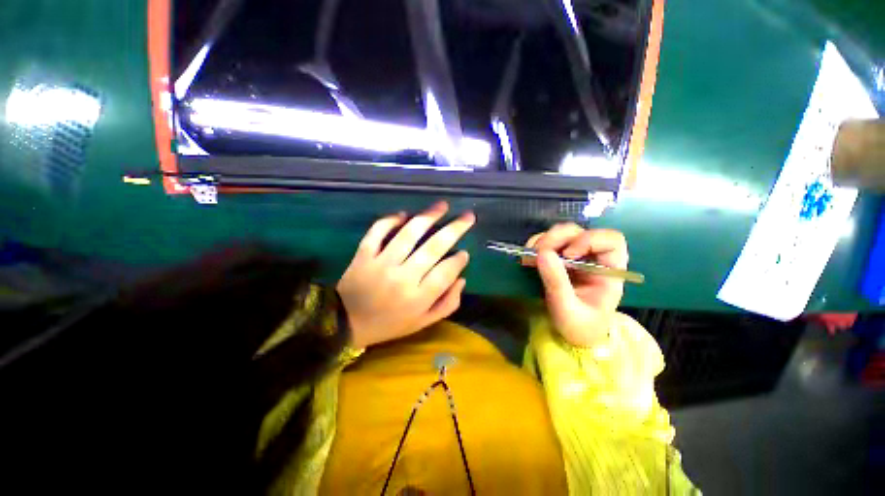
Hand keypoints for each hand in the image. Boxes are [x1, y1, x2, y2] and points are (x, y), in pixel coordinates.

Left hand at [337, 202, 474, 347]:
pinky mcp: (364, 255)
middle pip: (433, 248)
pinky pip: (378, 231)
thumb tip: (461, 279)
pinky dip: (390, 220)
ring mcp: (381, 263)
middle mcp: (403, 278)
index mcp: (418, 298)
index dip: (459, 260)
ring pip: (408, 234)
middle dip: (454, 229)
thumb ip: (447, 304)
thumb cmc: (389, 324)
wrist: (346, 324)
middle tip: (468, 216)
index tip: (464, 253)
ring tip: (443, 205)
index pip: (446, 272)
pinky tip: (403, 214)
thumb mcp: (422, 322)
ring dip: (428, 217)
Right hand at [524, 224, 627, 346]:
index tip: (569, 255)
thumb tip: (542, 253)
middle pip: (579, 232)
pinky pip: (546, 242)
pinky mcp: (558, 259)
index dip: (589, 240)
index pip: (611, 241)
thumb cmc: (579, 327)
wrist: (572, 336)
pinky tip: (527, 259)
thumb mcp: (568, 309)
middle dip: (557, 238)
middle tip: (538, 253)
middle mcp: (592, 258)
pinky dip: (534, 246)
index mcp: (609, 271)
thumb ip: (557, 283)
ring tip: (529, 258)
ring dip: (543, 241)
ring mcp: (574, 257)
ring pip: (561, 234)